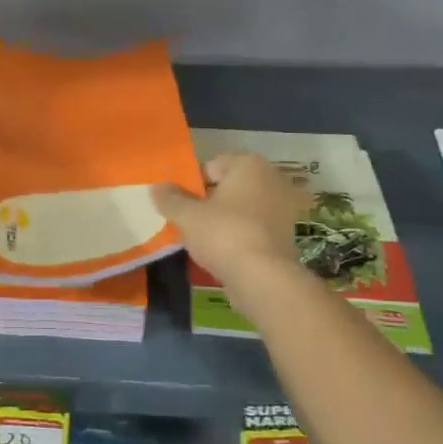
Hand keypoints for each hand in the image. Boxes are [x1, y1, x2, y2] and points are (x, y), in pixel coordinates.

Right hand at [153, 153, 305, 318]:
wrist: (264, 279)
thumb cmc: (223, 235)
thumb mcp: (186, 216)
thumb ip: (169, 198)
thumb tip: (157, 187)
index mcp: (249, 164)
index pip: (209, 167)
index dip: (190, 186)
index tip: (179, 207)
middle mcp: (271, 179)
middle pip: (226, 188)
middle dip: (207, 203)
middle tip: (188, 223)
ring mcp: (282, 208)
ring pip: (240, 209)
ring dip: (222, 221)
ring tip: (203, 242)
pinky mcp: (286, 235)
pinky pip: (252, 229)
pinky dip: (238, 237)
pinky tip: (223, 254)